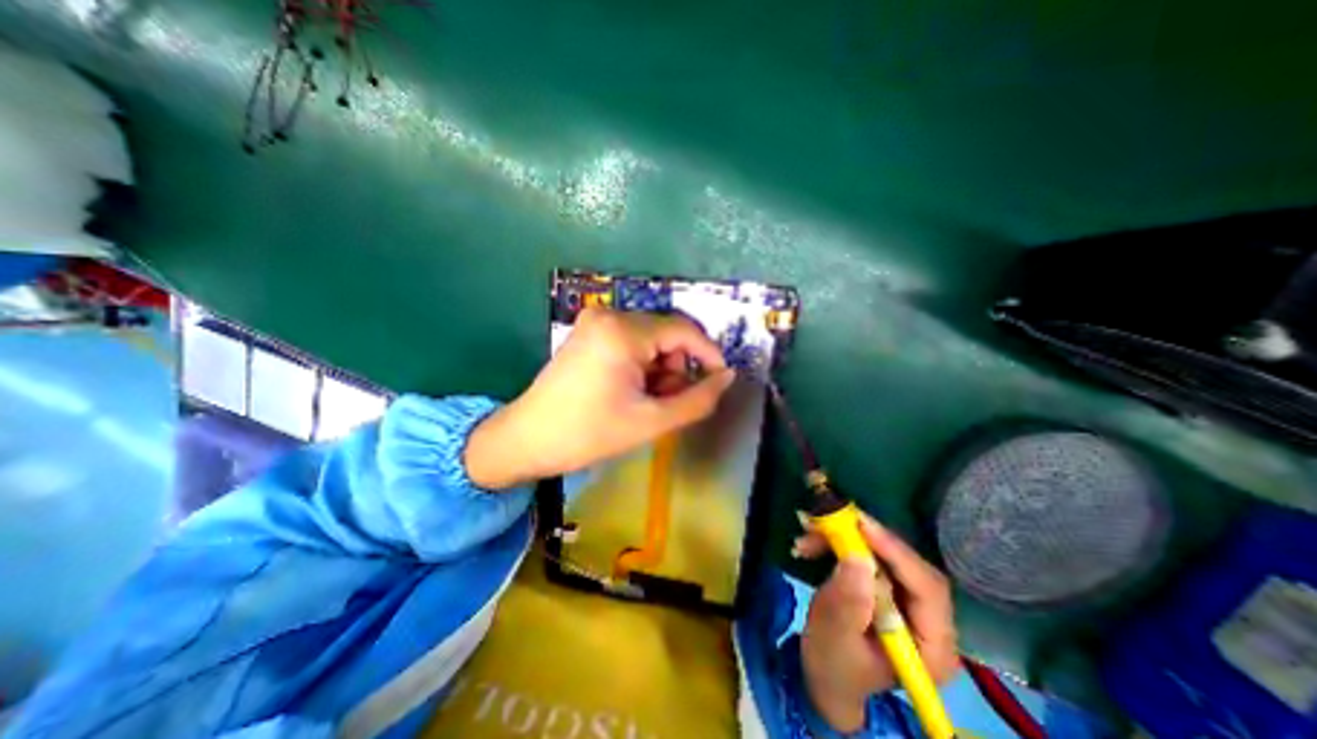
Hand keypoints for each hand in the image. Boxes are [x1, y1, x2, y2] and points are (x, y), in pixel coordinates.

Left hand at [461, 307, 737, 490]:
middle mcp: (610, 314)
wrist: (527, 439)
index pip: (684, 331)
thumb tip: (727, 377)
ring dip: (660, 369)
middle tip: (666, 403)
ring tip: (645, 401)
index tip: (720, 380)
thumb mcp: (651, 421)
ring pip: (652, 339)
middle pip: (667, 334)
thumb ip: (698, 399)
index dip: (709, 355)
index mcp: (623, 332)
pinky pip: (633, 341)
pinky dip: (642, 364)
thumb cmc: (588, 434)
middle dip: (677, 368)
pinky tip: (631, 389)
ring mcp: (596, 321)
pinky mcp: (590, 331)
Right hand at [793, 512, 959, 730]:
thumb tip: (859, 559)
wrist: (824, 674)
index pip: (928, 590)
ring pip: (885, 554)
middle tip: (830, 521)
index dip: (897, 553)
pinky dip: (840, 543)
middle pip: (907, 565)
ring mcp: (909, 601)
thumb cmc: (832, 666)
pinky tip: (813, 545)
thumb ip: (848, 603)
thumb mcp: (834, 637)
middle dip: (867, 540)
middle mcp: (930, 620)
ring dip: (846, 538)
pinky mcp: (888, 585)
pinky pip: (869, 553)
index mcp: (932, 647)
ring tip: (809, 535)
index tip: (862, 526)